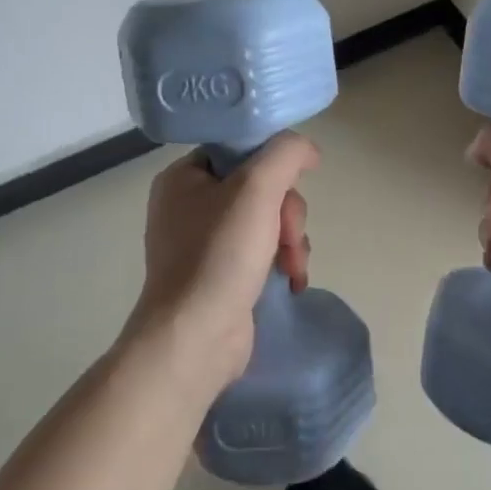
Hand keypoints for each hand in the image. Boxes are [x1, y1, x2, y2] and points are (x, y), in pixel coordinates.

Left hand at [124, 132, 318, 392]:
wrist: (195, 340)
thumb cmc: (219, 255)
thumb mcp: (257, 187)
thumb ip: (285, 154)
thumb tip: (307, 150)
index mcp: (183, 177)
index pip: (239, 149)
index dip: (272, 164)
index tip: (290, 185)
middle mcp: (189, 206)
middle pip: (259, 187)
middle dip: (286, 212)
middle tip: (288, 236)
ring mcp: (204, 244)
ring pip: (267, 220)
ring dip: (291, 239)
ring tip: (292, 266)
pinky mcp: (220, 275)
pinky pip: (262, 251)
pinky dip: (282, 261)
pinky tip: (291, 280)